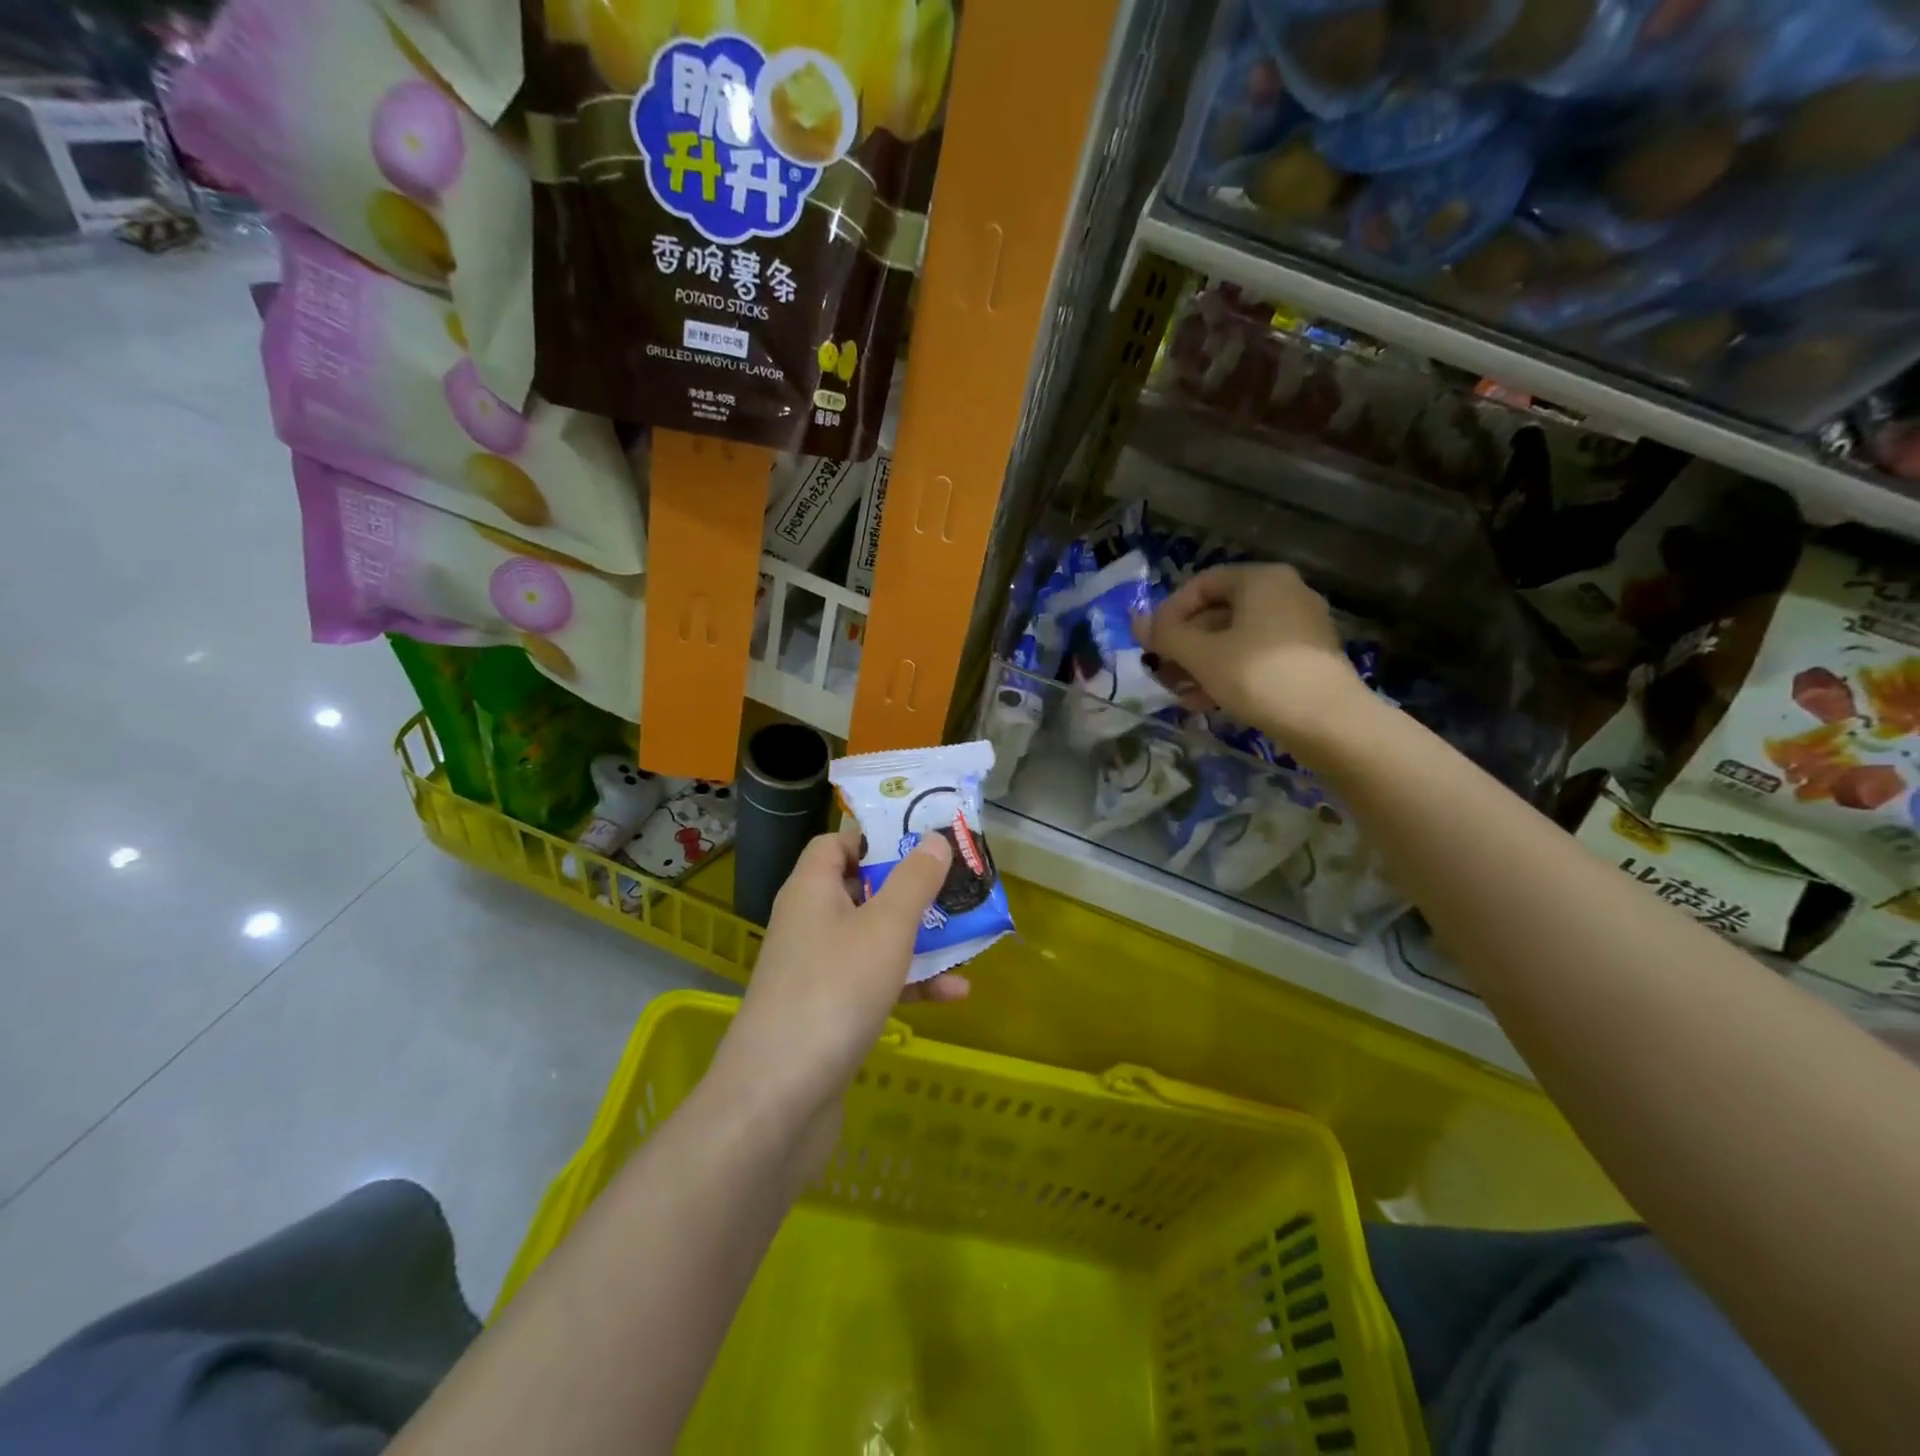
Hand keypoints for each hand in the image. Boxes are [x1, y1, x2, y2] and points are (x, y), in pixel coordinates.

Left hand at [713, 827, 964, 1128]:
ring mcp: (818, 971)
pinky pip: (875, 983)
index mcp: (811, 890)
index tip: (922, 842)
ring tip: (968, 937)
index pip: (836, 844)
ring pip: (874, 939)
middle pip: (862, 890)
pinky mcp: (829, 1014)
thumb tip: (935, 839)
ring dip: (919, 939)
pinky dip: (910, 984)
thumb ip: (914, 881)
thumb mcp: (885, 927)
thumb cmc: (835, 990)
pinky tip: (955, 995)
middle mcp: (809, 923)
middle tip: (956, 886)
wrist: (779, 1099)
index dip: (876, 838)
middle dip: (911, 889)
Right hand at [1134, 563, 1377, 748]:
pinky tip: (1206, 702)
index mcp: (1261, 580)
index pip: (1201, 584)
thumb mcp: (1202, 655)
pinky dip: (1228, 673)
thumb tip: (1137, 623)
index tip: (1152, 644)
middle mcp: (1284, 594)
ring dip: (1201, 664)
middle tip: (1162, 672)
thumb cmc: (1259, 676)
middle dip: (1184, 644)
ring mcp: (1299, 627)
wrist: (1329, 723)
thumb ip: (1166, 636)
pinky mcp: (1305, 659)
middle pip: (1218, 613)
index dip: (1169, 612)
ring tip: (1179, 693)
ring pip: (1235, 639)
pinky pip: (1255, 657)